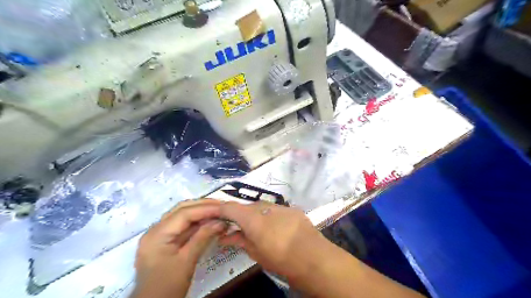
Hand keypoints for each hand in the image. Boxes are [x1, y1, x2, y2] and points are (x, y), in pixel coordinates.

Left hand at [133, 199, 224, 297]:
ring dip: (201, 212)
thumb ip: (203, 237)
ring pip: (183, 216)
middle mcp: (156, 230)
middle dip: (203, 206)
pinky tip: (210, 222)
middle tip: (222, 205)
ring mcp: (160, 235)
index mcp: (157, 234)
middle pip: (182, 209)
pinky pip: (183, 226)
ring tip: (219, 211)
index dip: (206, 208)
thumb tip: (221, 221)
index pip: (184, 213)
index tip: (224, 207)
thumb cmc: (167, 287)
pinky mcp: (165, 241)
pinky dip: (197, 223)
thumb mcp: (187, 261)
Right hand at [217, 201, 328, 282]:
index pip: (230, 207)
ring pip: (261, 207)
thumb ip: (239, 240)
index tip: (217, 217)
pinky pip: (275, 209)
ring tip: (259, 230)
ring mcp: (280, 206)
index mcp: (252, 217)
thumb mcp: (256, 253)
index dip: (221, 210)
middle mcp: (265, 206)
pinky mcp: (292, 208)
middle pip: (246, 206)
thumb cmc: (281, 260)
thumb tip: (225, 236)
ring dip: (256, 215)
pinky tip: (277, 228)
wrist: (314, 258)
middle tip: (239, 229)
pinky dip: (270, 216)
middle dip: (240, 215)